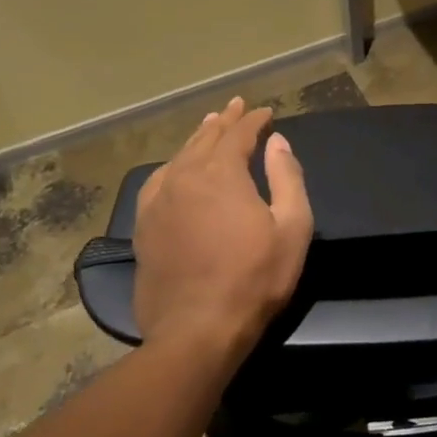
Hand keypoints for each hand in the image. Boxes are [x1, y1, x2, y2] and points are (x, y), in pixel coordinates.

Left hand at [132, 97, 313, 363]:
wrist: (196, 330)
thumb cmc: (254, 279)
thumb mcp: (292, 227)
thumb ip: (287, 177)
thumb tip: (277, 141)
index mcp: (221, 173)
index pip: (238, 133)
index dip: (254, 120)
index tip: (267, 112)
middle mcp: (185, 177)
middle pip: (206, 138)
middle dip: (224, 120)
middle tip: (236, 106)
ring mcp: (159, 201)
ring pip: (179, 156)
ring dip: (198, 138)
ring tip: (208, 127)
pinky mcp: (144, 226)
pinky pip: (158, 181)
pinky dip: (173, 165)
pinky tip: (176, 168)